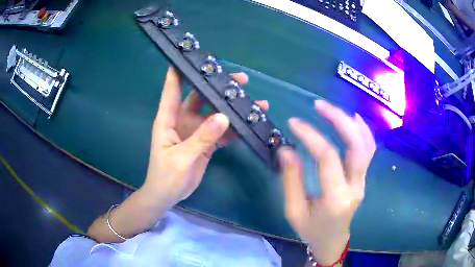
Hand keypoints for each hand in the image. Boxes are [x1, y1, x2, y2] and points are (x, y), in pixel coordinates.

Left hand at [143, 67, 266, 205]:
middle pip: (200, 96)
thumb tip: (223, 117)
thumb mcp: (182, 158)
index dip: (180, 70)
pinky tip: (248, 123)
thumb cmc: (166, 177)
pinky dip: (233, 128)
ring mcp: (195, 131)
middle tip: (241, 80)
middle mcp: (181, 120)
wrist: (167, 196)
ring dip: (231, 107)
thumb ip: (202, 138)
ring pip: (214, 113)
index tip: (195, 56)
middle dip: (218, 87)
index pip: (172, 88)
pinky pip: (220, 131)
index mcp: (168, 118)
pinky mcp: (205, 142)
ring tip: (253, 102)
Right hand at [278, 100, 375, 264]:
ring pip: (367, 145)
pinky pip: (369, 150)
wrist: (333, 241)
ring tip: (332, 109)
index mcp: (335, 198)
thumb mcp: (294, 210)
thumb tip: (286, 149)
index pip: (328, 158)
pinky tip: (353, 119)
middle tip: (318, 105)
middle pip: (356, 145)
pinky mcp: (364, 178)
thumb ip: (291, 180)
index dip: (311, 136)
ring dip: (351, 122)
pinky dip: (363, 131)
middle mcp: (355, 186)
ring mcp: (363, 181)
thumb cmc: (311, 230)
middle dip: (339, 120)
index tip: (293, 122)